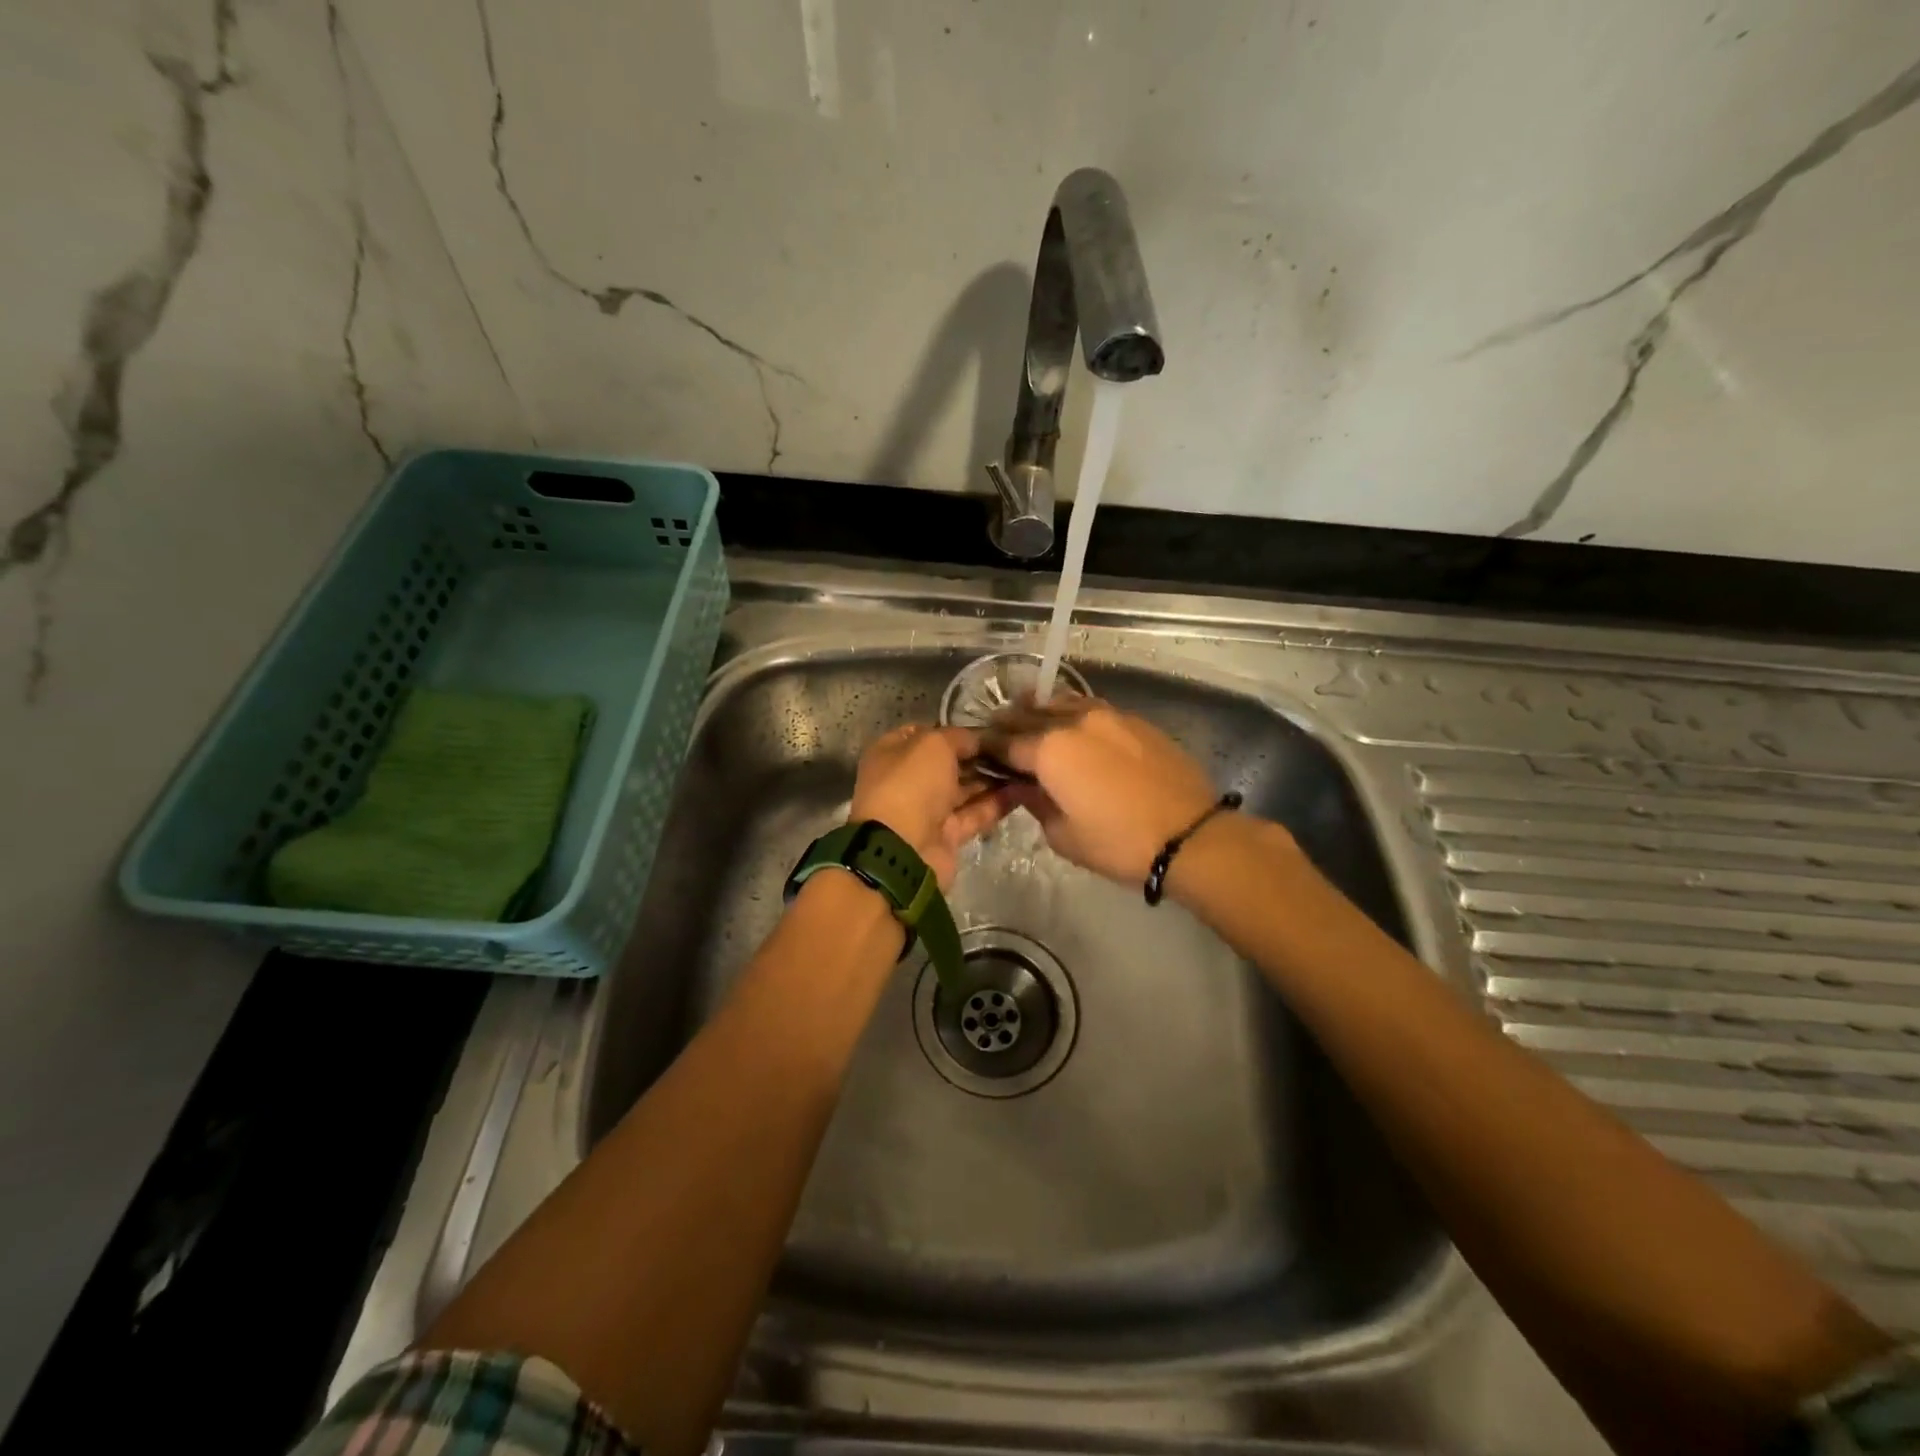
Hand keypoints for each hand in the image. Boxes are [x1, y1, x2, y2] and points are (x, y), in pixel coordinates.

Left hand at [849, 723, 1013, 887]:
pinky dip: (996, 804)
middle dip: (979, 756)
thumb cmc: (911, 784)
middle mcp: (908, 780)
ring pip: (964, 789)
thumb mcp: (934, 744)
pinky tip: (1023, 791)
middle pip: (948, 763)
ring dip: (992, 779)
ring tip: (1025, 767)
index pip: (927, 734)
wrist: (903, 850)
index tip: (991, 729)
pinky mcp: (947, 835)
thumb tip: (978, 739)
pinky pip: (974, 814)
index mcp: (893, 753)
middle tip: (1015, 748)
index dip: (957, 731)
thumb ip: (959, 737)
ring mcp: (927, 810)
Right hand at [984, 694, 1219, 884]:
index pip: (1005, 742)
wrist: (1189, 835)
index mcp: (1049, 750)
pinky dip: (1074, 715)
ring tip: (1034, 721)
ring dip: (1042, 711)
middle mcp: (1074, 722)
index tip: (980, 753)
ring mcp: (1108, 716)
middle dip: (1010, 724)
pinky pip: (1092, 709)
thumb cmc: (1118, 843)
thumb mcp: (1063, 836)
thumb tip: (1027, 787)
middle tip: (1000, 733)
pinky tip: (1076, 729)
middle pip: (1030, 714)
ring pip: (1063, 703)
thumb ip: (1036, 804)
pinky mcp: (1135, 721)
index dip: (989, 749)